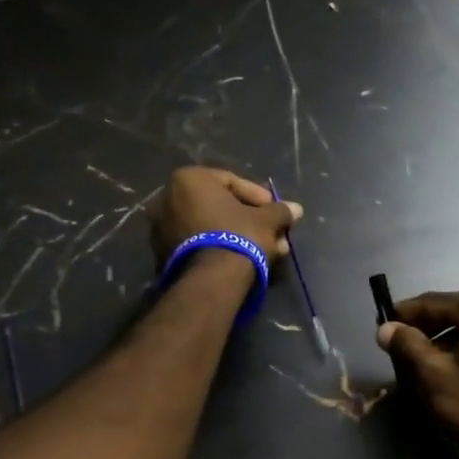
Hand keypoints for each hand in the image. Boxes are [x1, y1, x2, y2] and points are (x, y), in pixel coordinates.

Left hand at [150, 167, 301, 266]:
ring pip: (211, 227)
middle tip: (272, 233)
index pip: (232, 182)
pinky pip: (199, 243)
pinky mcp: (163, 254)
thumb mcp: (266, 220)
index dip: (259, 197)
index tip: (275, 211)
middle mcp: (169, 198)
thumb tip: (296, 209)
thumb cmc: (238, 236)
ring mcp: (162, 227)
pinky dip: (220, 248)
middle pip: (220, 206)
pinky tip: (244, 260)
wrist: (211, 280)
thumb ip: (279, 211)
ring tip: (266, 251)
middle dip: (250, 220)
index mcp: (190, 179)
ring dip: (238, 236)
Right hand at [377, 291, 458, 458]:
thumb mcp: (435, 376)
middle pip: (453, 313)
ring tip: (419, 366)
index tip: (381, 326)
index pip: (433, 302)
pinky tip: (449, 375)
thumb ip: (408, 346)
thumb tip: (385, 328)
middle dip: (424, 330)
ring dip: (443, 343)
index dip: (404, 314)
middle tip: (397, 349)